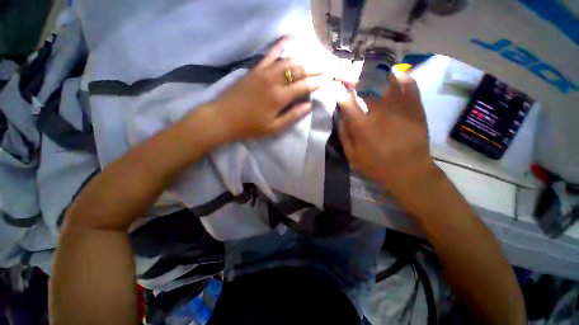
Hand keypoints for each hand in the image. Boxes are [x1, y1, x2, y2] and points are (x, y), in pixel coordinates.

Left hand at [210, 37, 330, 142]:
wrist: (223, 118)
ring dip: (304, 58)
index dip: (318, 82)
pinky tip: (288, 39)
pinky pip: (269, 55)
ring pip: (287, 60)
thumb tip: (309, 106)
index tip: (329, 80)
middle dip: (315, 68)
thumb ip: (292, 116)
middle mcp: (274, 81)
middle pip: (299, 70)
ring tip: (315, 58)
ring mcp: (263, 72)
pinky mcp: (255, 70)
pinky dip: (279, 46)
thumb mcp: (273, 128)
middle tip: (327, 66)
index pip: (304, 86)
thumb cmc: (249, 127)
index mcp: (279, 97)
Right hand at [338, 73, 436, 196]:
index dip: (340, 92)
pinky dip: (400, 76)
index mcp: (363, 126)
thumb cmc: (377, 166)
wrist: (410, 172)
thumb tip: (341, 116)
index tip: (336, 88)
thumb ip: (344, 134)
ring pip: (388, 79)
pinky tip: (391, 75)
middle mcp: (381, 112)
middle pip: (366, 85)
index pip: (347, 102)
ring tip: (366, 71)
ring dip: (374, 72)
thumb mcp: (352, 156)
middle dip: (353, 77)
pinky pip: (409, 84)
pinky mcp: (416, 107)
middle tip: (347, 76)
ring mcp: (401, 107)